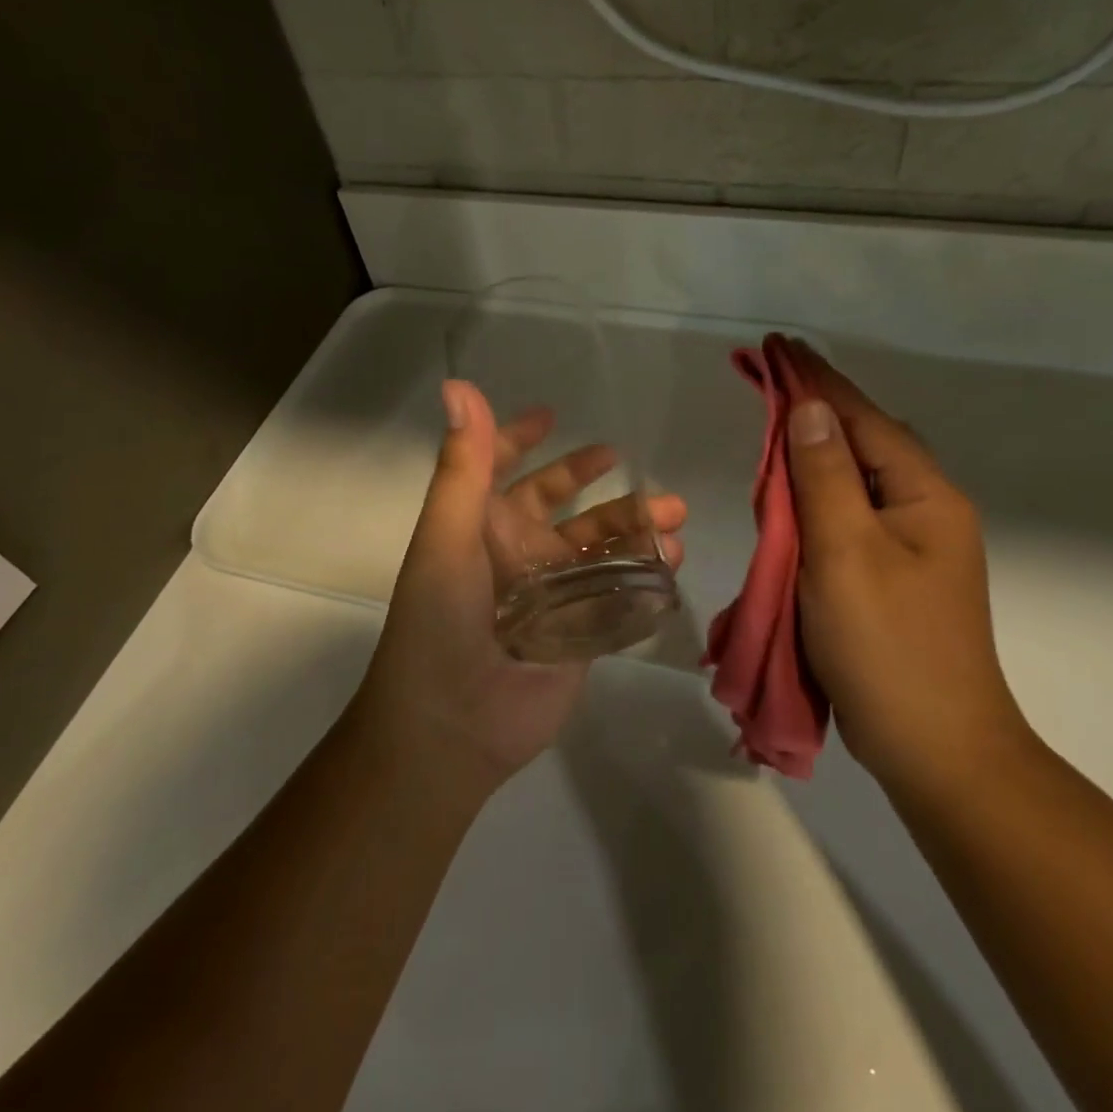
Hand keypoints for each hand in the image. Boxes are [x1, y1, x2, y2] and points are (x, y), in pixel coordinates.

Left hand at [351, 380, 686, 796]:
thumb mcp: (446, 536)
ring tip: (673, 514)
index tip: (552, 416)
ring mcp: (553, 593)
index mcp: (481, 526)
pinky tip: (672, 560)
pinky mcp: (582, 630)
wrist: (452, 725)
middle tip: (632, 465)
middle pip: (563, 504)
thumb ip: (462, 466)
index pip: (501, 469)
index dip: (519, 439)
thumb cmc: (439, 620)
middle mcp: (517, 553)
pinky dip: (647, 573)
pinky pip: (619, 591)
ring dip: (634, 525)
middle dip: (596, 481)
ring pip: (600, 545)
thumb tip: (458, 386)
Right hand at [779, 340, 1029, 797]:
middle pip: (864, 440)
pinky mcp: (895, 574)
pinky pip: (851, 513)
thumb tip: (807, 409)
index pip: (861, 418)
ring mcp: (914, 545)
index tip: (777, 344)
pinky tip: (795, 495)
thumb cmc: (888, 647)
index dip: (816, 379)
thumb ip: (824, 477)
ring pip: (857, 477)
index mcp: (924, 495)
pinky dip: (818, 494)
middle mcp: (926, 509)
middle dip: (815, 407)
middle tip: (768, 380)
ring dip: (814, 451)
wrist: (938, 751)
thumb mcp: (845, 553)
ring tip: (774, 425)